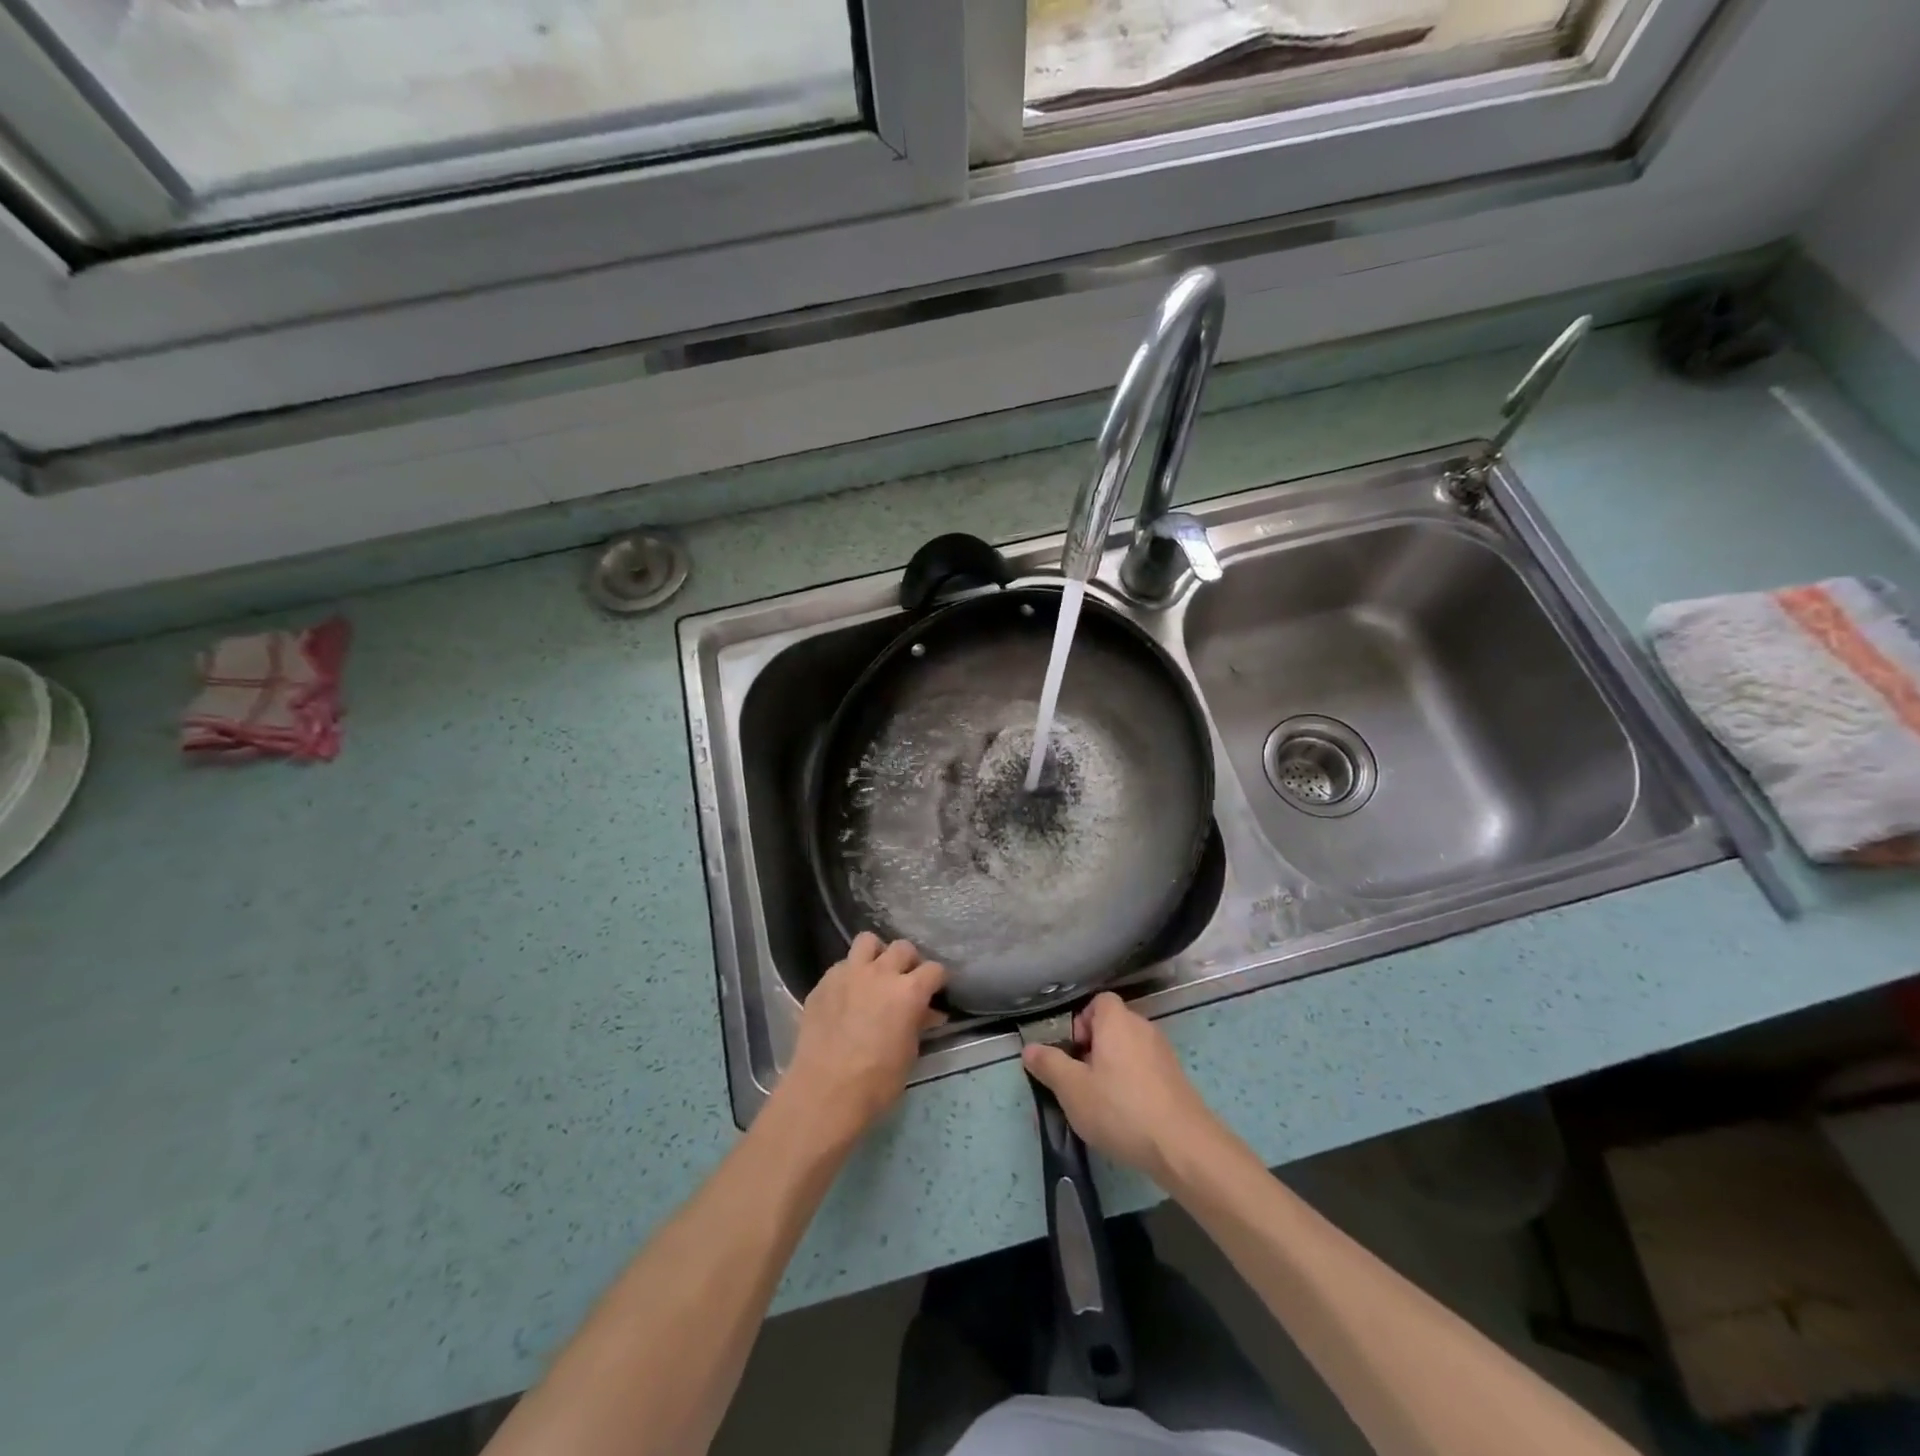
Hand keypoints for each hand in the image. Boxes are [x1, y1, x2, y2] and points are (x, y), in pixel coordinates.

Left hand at [778, 933, 946, 1142]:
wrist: (824, 1092)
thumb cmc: (876, 1081)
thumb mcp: (908, 1054)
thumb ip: (918, 1024)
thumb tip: (928, 1013)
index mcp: (909, 991)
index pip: (934, 969)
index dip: (937, 980)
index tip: (935, 991)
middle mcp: (881, 973)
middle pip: (903, 947)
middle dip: (909, 962)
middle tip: (905, 981)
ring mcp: (849, 973)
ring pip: (868, 941)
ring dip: (876, 954)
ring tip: (875, 974)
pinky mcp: (823, 982)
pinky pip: (842, 965)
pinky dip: (850, 974)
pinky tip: (847, 995)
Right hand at [1022, 993, 1228, 1188]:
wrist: (1182, 1146)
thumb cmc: (1120, 1108)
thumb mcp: (1072, 1089)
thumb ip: (1049, 1064)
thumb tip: (1029, 1048)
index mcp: (1117, 1021)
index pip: (1098, 1002)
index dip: (1081, 1022)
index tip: (1071, 1052)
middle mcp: (1142, 1027)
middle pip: (1112, 1025)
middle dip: (1092, 1048)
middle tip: (1078, 1079)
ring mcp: (1163, 1053)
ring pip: (1128, 1049)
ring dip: (1111, 1067)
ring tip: (1099, 1101)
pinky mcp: (1175, 1079)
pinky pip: (1144, 1069)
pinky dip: (1131, 1082)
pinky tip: (1124, 1114)